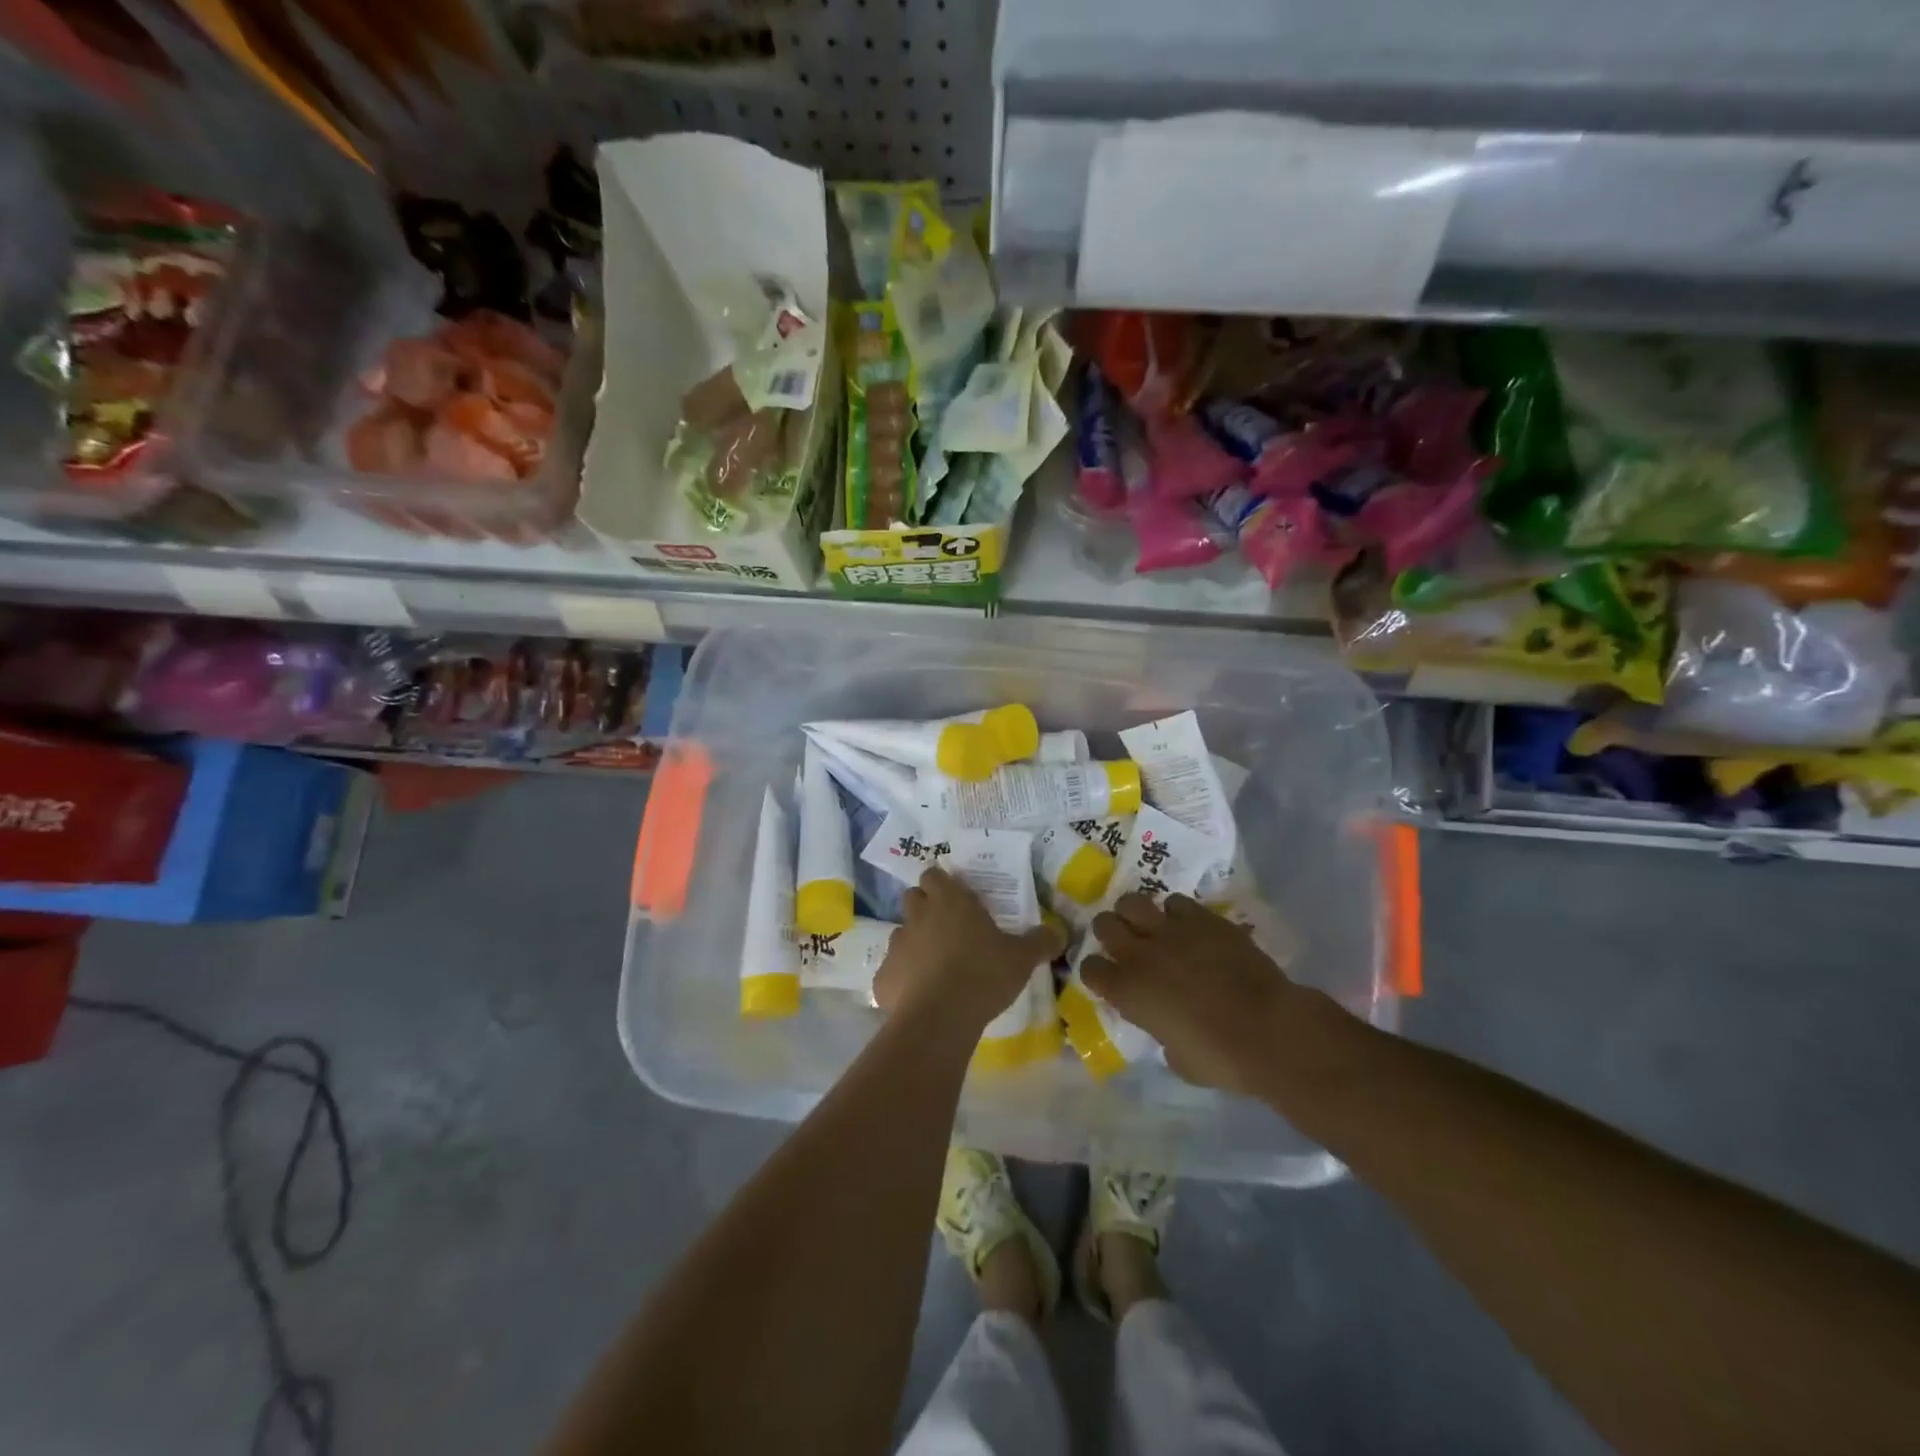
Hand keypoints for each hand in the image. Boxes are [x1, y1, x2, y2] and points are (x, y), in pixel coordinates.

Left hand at [872, 867, 1064, 1032]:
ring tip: (935, 966)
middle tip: (947, 928)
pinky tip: (919, 997)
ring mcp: (896, 945)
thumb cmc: (983, 975)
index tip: (956, 898)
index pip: (935, 875)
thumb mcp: (1022, 958)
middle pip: (913, 898)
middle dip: (925, 907)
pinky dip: (902, 980)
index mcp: (949, 901)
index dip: (942, 884)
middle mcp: (918, 916)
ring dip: (915, 944)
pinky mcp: (883, 977)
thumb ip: (1040, 942)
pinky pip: (892, 972)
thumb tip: (1060, 932)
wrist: (940, 1018)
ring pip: (901, 934)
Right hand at [1082, 893, 1299, 1095]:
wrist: (1268, 1030)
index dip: (1097, 972)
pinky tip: (1189, 927)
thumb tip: (1165, 1026)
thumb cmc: (1220, 1058)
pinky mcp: (1202, 918)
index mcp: (1126, 991)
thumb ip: (1160, 1032)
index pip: (1089, 968)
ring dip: (1137, 913)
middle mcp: (1139, 954)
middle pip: (1104, 924)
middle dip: (1110, 932)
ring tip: (1150, 925)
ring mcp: (1170, 931)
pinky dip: (1177, 913)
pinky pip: (1176, 902)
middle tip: (1126, 943)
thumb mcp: (1176, 1057)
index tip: (1109, 979)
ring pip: (1133, 902)